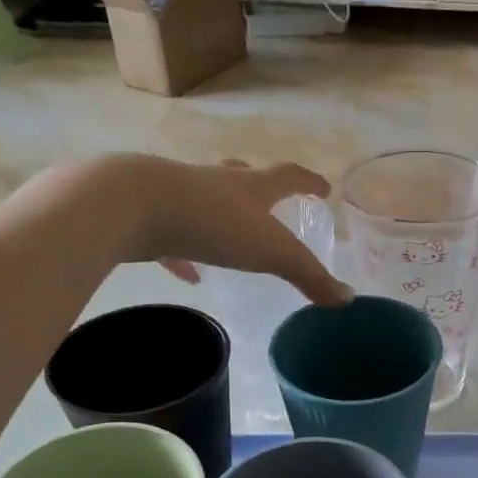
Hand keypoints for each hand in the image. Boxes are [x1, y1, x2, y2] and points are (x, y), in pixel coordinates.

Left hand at [35, 155, 351, 304]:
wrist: (129, 205)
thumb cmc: (212, 223)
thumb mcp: (272, 252)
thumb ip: (309, 276)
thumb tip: (347, 299)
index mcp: (249, 187)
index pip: (288, 178)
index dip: (309, 183)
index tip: (323, 188)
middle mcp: (214, 183)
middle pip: (242, 178)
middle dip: (259, 186)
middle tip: (269, 197)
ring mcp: (176, 196)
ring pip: (204, 203)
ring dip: (220, 216)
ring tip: (229, 236)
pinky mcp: (146, 217)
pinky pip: (171, 239)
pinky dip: (183, 255)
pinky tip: (187, 274)